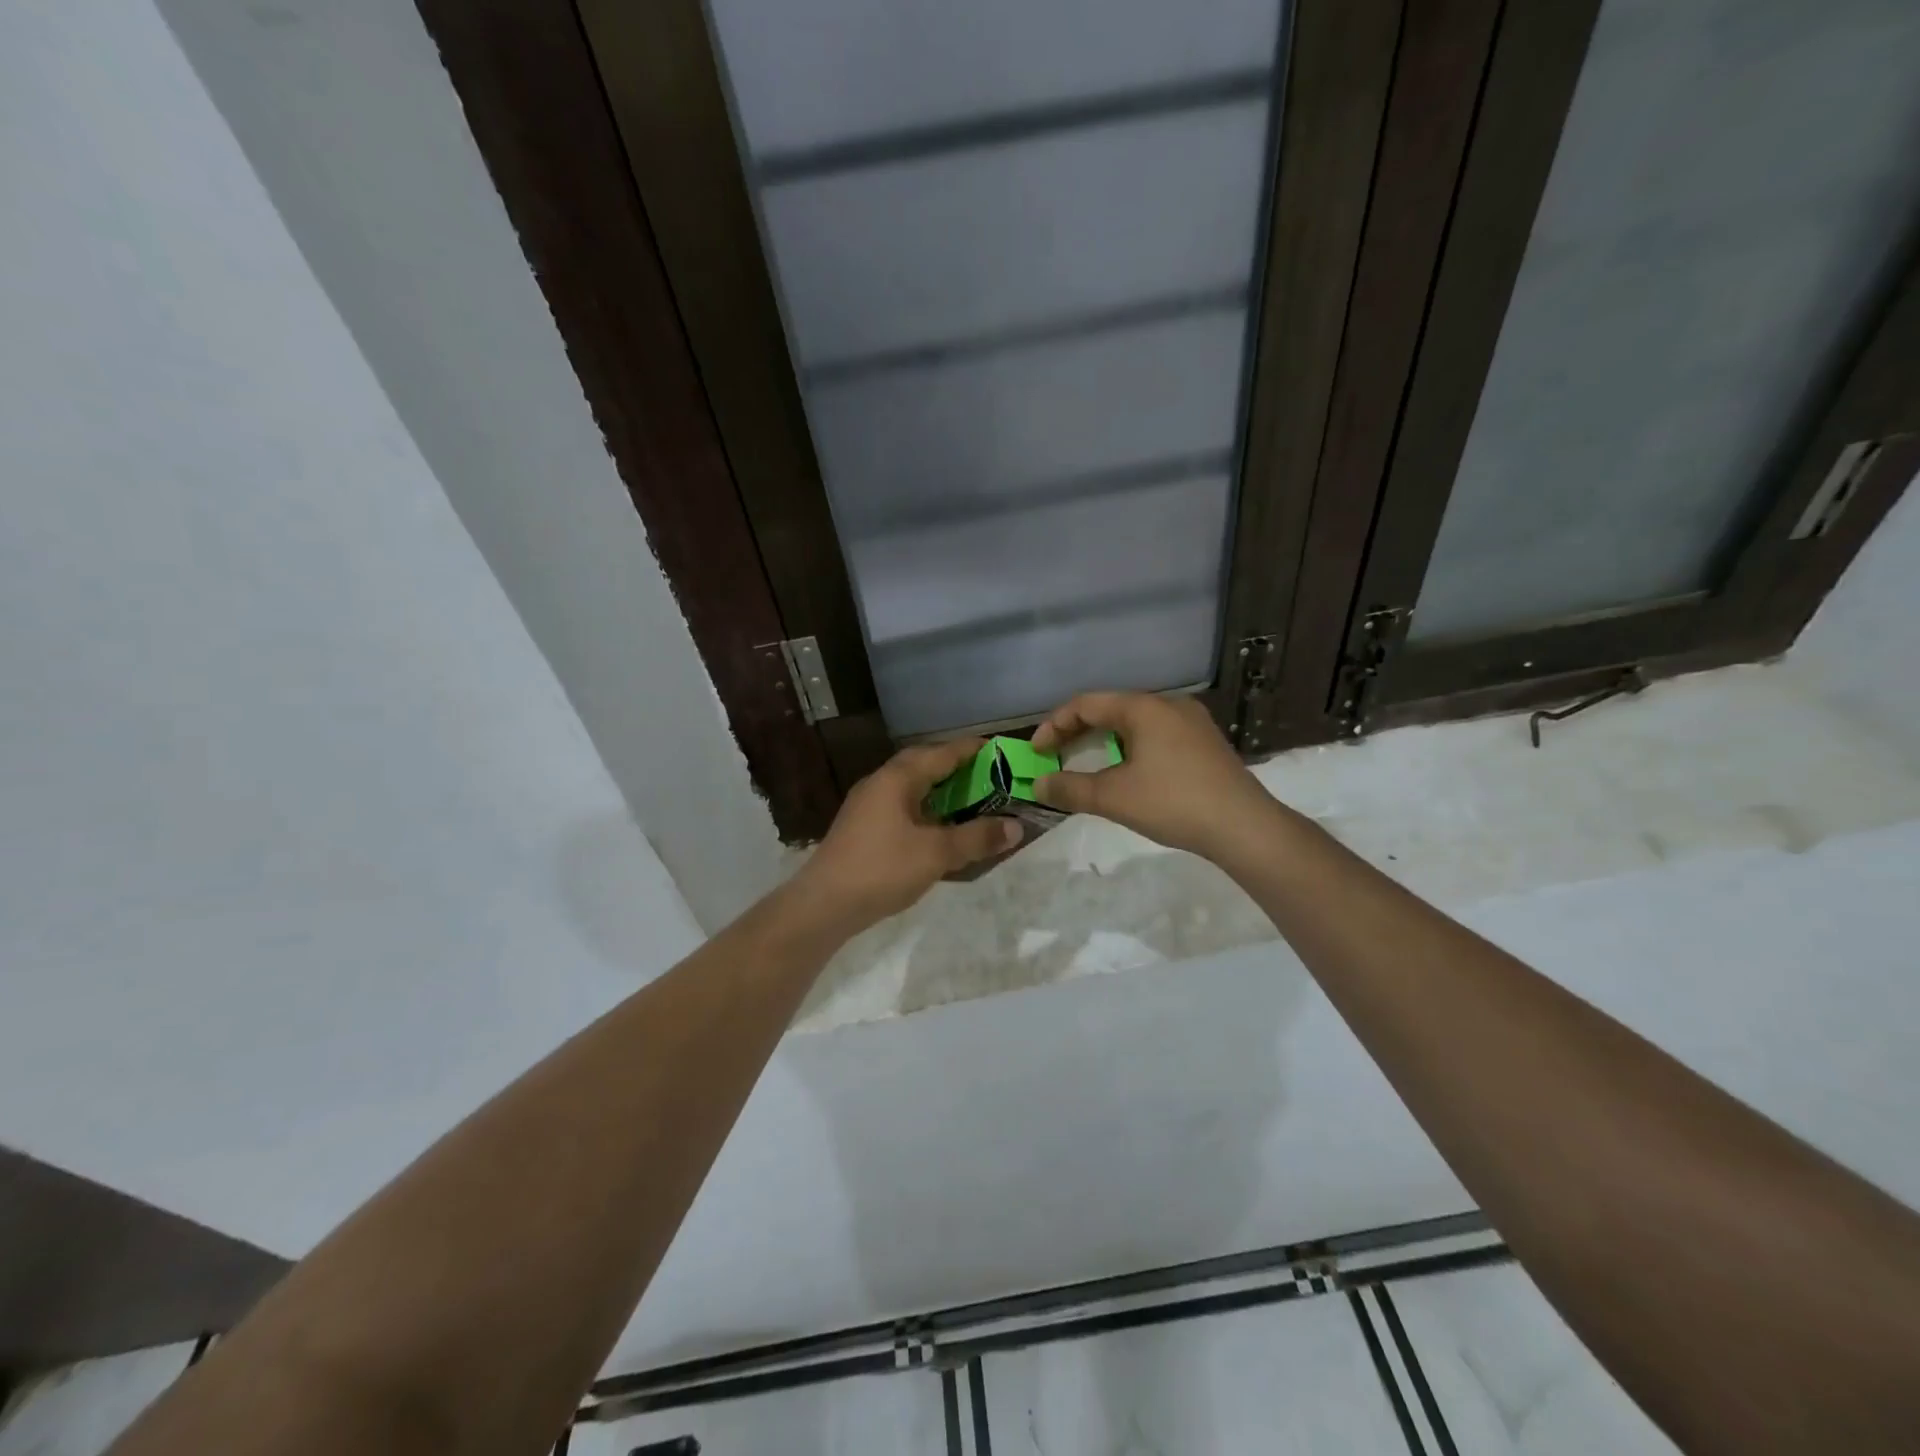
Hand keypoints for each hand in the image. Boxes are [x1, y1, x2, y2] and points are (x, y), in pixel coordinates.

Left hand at [795, 739, 1021, 930]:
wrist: (823, 904)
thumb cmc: (882, 869)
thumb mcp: (937, 854)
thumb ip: (977, 838)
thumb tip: (1016, 826)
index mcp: (897, 778)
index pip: (941, 753)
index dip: (971, 750)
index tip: (998, 750)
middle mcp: (880, 783)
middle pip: (923, 765)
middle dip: (955, 768)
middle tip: (987, 776)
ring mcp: (867, 805)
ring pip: (910, 787)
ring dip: (939, 790)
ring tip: (968, 800)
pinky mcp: (862, 827)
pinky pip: (901, 806)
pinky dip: (924, 809)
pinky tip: (937, 828)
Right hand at [1029, 692, 1276, 858]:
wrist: (1244, 826)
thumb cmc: (1173, 803)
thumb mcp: (1113, 797)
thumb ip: (1070, 789)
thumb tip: (1037, 786)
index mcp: (1143, 708)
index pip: (1086, 703)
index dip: (1054, 725)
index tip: (1036, 752)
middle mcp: (1168, 704)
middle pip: (1111, 708)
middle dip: (1077, 730)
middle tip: (1054, 755)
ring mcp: (1191, 722)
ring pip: (1134, 721)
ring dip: (1104, 739)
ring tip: (1086, 761)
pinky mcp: (1204, 742)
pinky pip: (1155, 734)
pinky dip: (1130, 746)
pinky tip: (1127, 770)